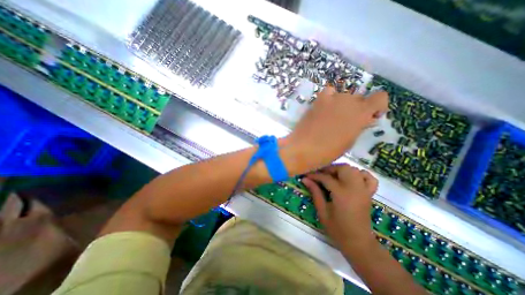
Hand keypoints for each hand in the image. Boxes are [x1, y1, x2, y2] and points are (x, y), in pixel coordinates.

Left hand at [286, 86, 386, 171]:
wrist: (303, 148)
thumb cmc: (328, 151)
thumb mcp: (349, 142)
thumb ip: (359, 127)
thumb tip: (367, 119)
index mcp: (361, 113)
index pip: (380, 97)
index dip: (377, 106)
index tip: (371, 117)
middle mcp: (348, 101)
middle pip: (359, 98)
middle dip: (357, 109)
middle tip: (348, 122)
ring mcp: (332, 99)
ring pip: (345, 96)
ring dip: (344, 105)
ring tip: (334, 117)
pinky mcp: (318, 101)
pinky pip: (329, 92)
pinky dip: (330, 98)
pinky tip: (326, 108)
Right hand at [304, 164, 377, 249]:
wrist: (359, 243)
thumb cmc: (337, 229)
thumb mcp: (322, 211)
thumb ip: (315, 193)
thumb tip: (305, 179)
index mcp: (342, 194)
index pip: (326, 178)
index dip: (315, 175)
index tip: (306, 176)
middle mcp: (354, 188)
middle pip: (342, 168)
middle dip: (329, 169)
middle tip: (320, 175)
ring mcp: (364, 190)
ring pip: (354, 170)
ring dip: (342, 170)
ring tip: (332, 176)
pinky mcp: (369, 193)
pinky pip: (369, 178)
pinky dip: (360, 174)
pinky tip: (352, 178)